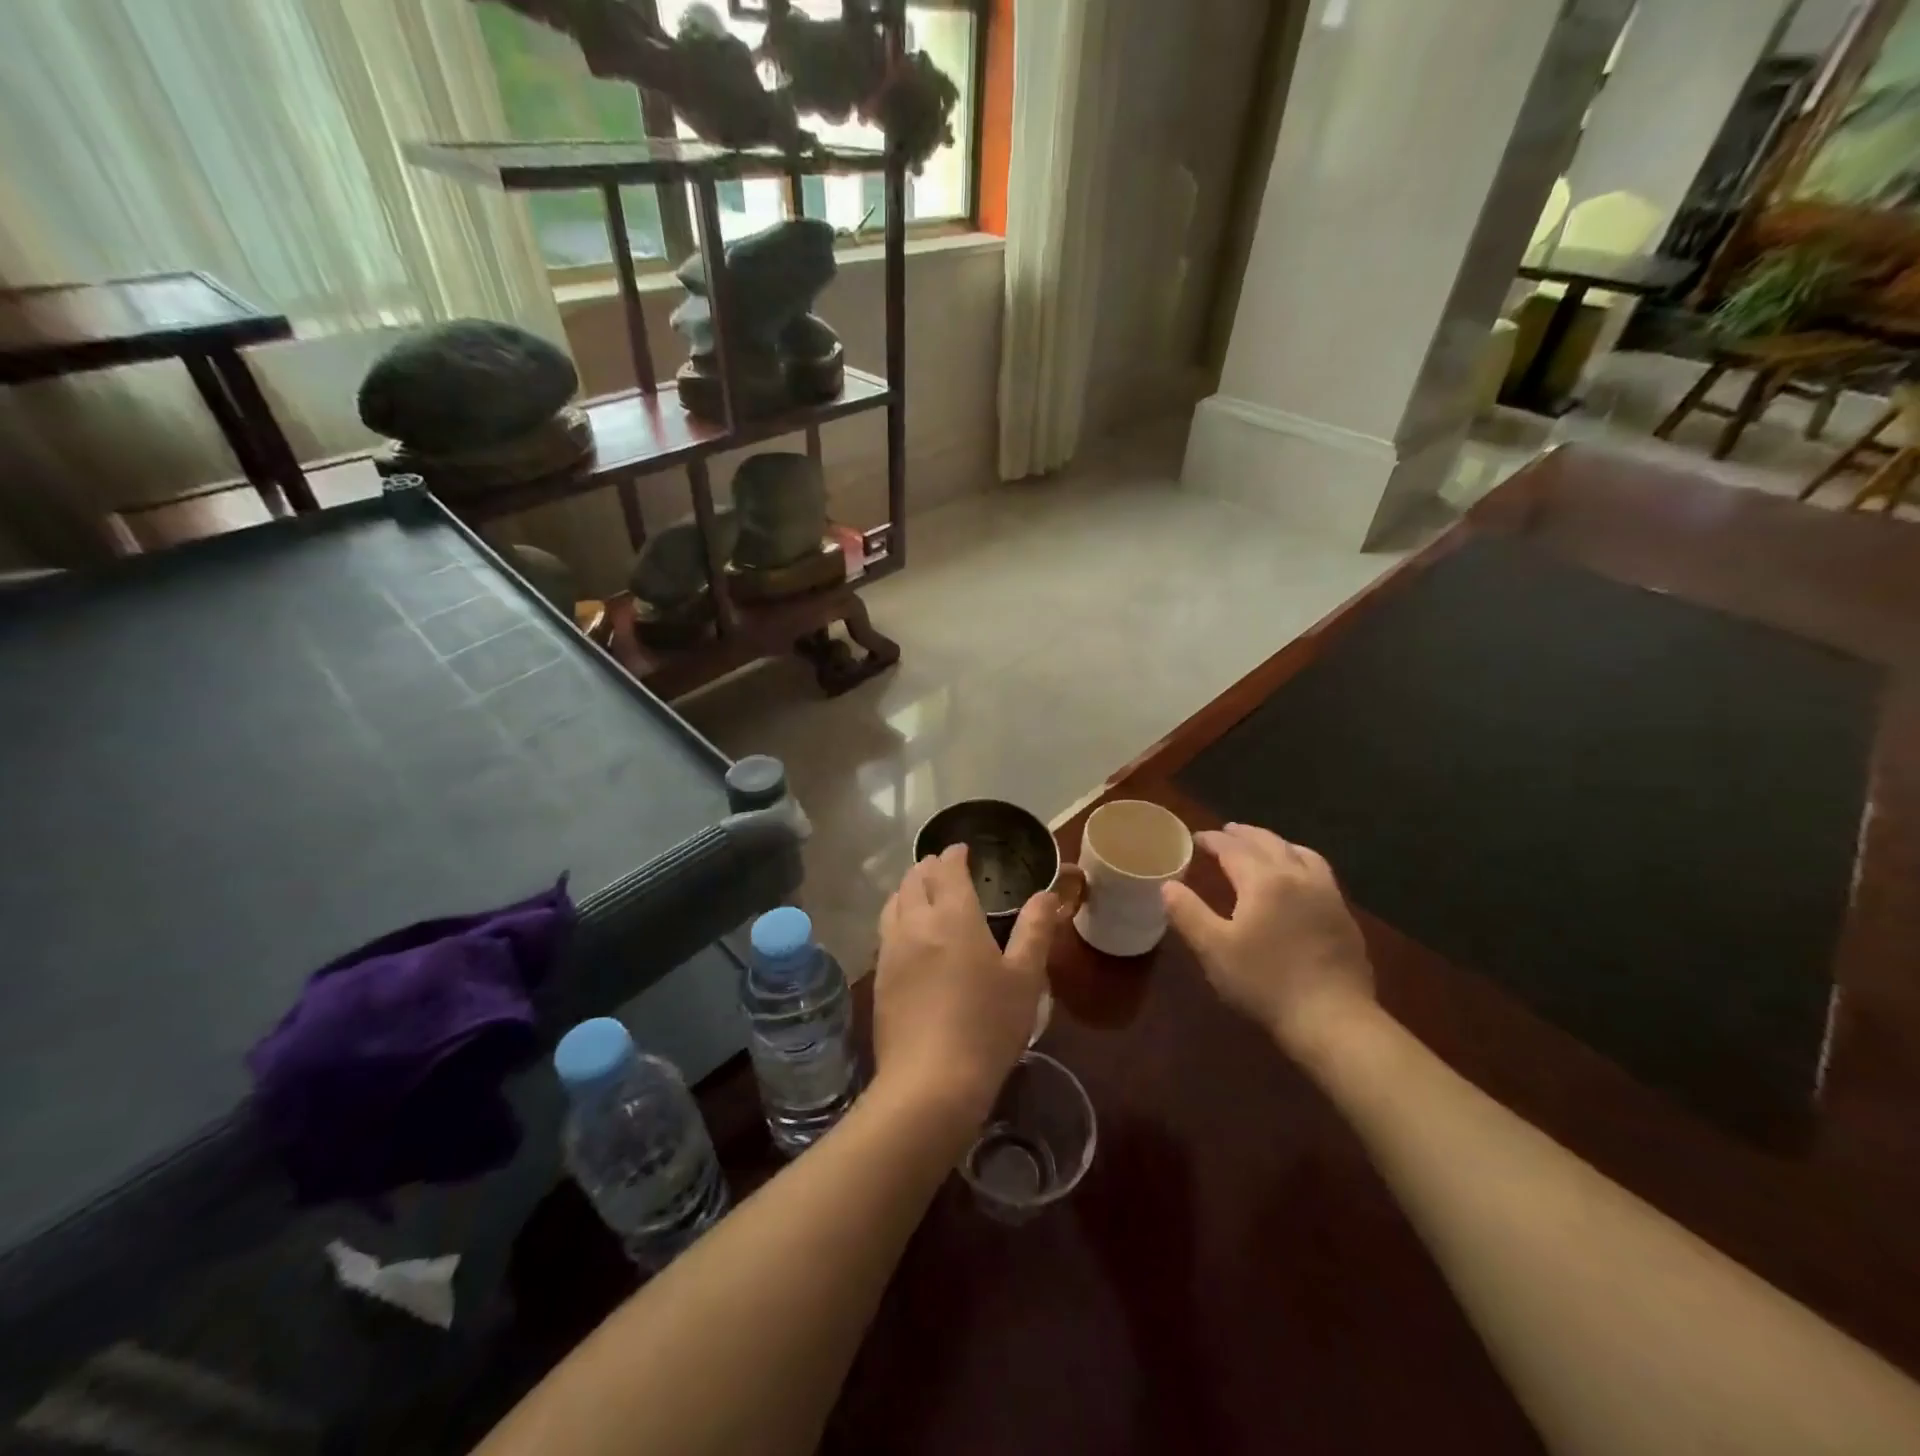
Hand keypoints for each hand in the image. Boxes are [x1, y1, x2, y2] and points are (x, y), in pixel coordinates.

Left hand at [873, 845, 1056, 1123]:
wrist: (930, 1083)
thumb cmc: (987, 1026)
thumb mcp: (1025, 978)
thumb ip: (1035, 929)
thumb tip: (1047, 894)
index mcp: (953, 917)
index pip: (947, 870)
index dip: (954, 855)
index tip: (963, 850)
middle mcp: (916, 924)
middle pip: (915, 880)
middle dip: (929, 867)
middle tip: (944, 868)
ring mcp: (892, 951)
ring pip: (894, 903)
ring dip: (908, 889)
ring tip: (922, 892)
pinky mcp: (879, 978)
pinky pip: (885, 931)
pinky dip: (897, 916)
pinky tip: (908, 934)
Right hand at [1161, 824, 1374, 1061]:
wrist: (1333, 1020)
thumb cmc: (1265, 983)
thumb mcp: (1214, 950)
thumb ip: (1188, 913)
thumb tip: (1168, 886)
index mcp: (1264, 880)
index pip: (1234, 848)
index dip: (1213, 840)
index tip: (1197, 838)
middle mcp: (1298, 876)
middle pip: (1269, 843)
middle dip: (1244, 834)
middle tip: (1226, 831)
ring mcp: (1327, 895)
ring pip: (1301, 853)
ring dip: (1277, 844)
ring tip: (1264, 847)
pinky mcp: (1344, 916)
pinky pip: (1320, 873)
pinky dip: (1300, 862)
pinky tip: (1297, 880)